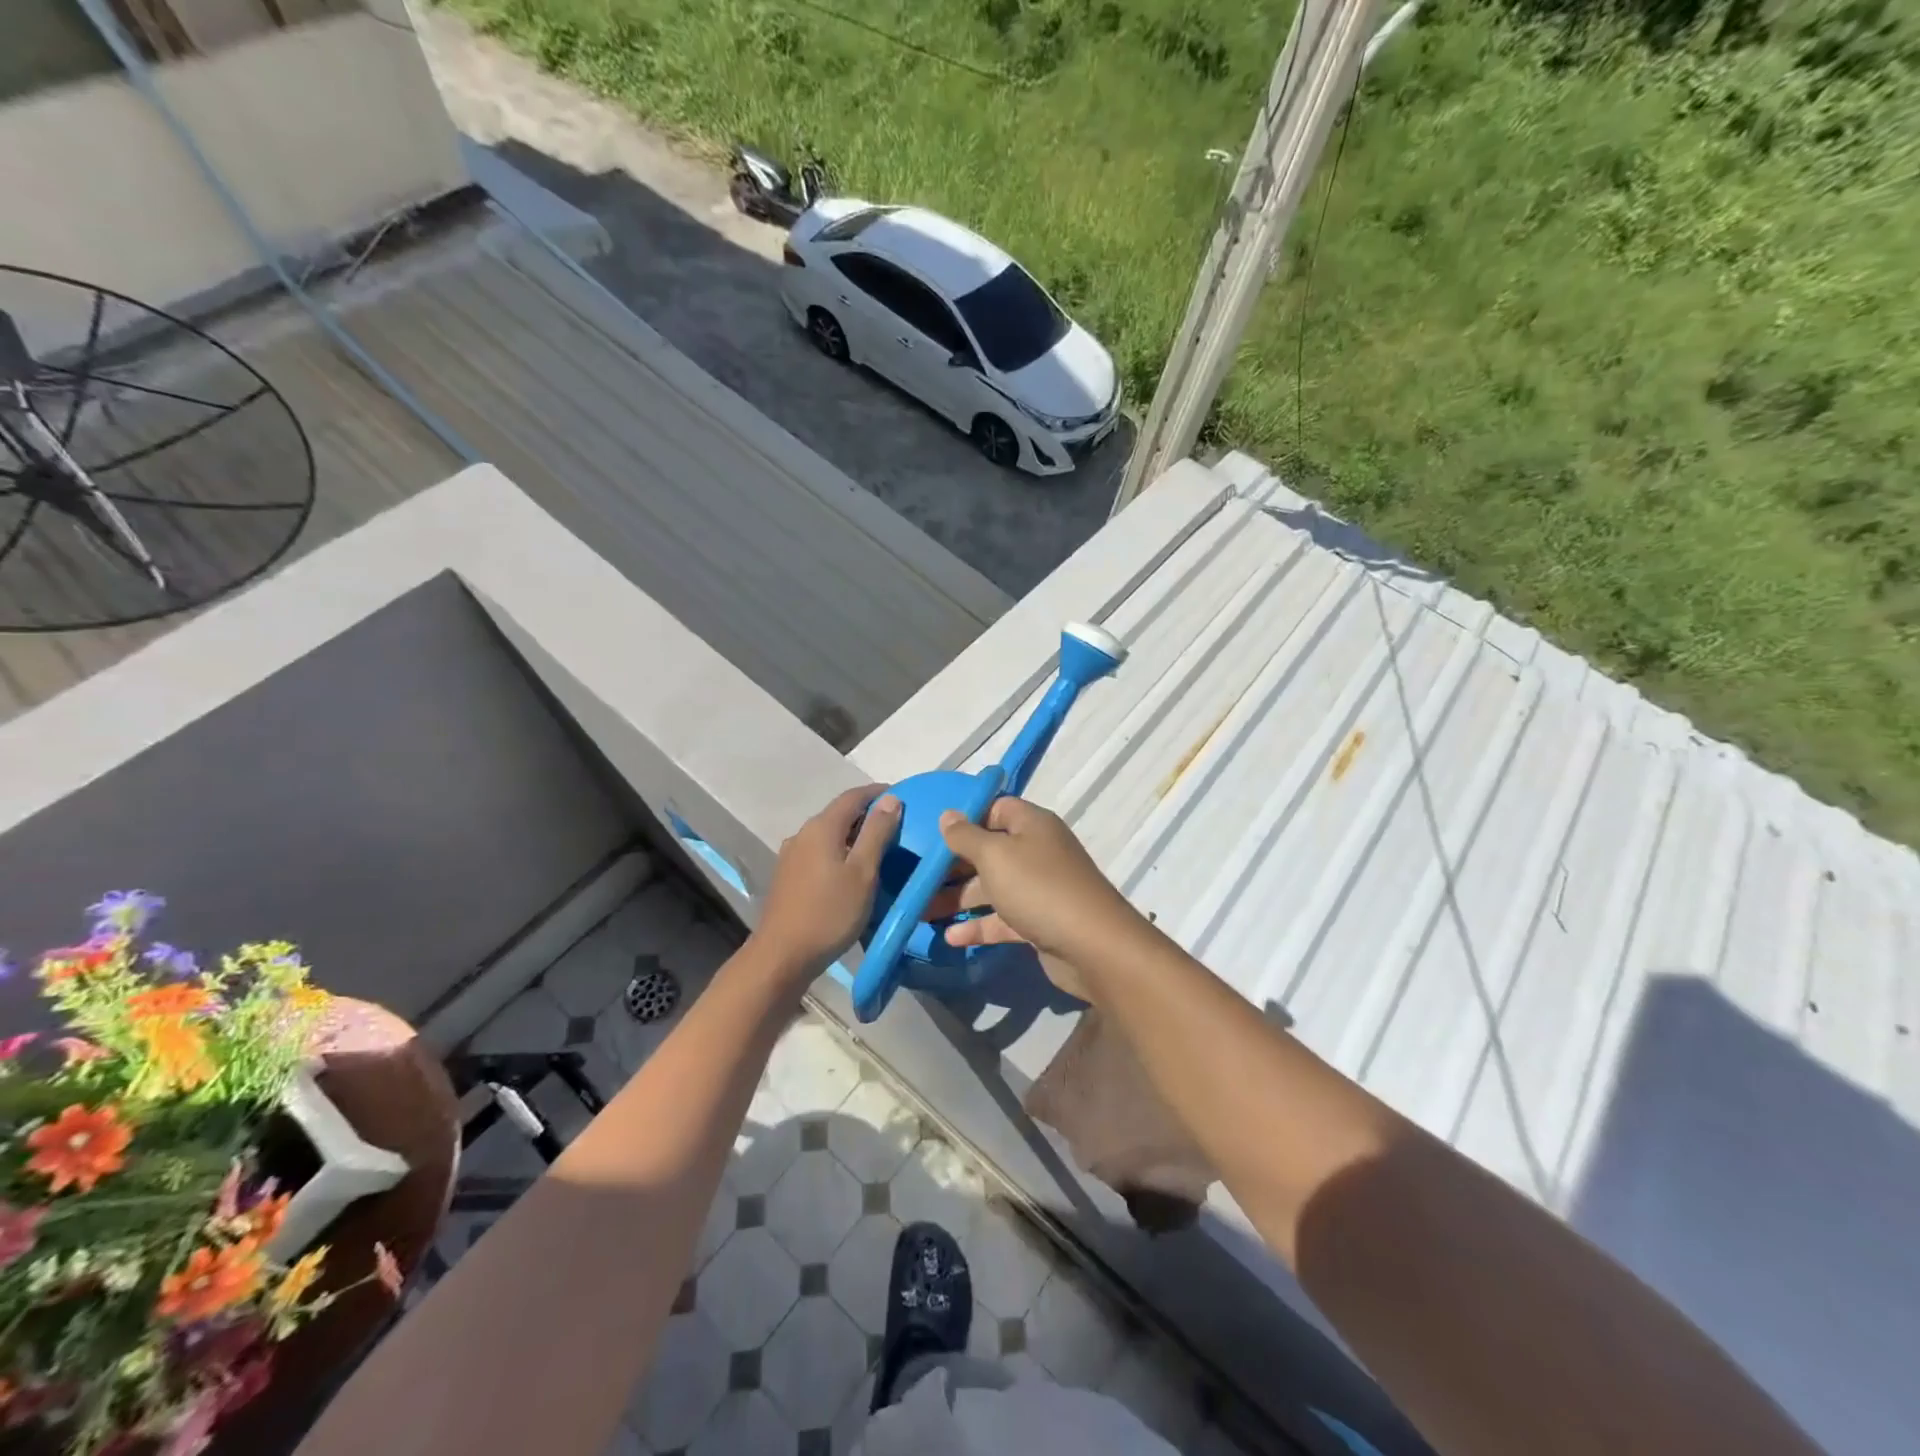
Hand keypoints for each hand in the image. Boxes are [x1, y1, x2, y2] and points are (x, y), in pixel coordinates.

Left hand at [752, 785, 899, 981]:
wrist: (782, 956)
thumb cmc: (829, 913)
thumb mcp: (863, 873)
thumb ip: (877, 833)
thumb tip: (891, 798)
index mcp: (822, 827)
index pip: (853, 796)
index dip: (878, 793)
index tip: (903, 797)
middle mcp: (803, 833)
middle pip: (839, 813)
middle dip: (867, 814)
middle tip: (897, 826)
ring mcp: (792, 855)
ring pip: (828, 834)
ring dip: (853, 835)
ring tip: (879, 848)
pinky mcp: (788, 875)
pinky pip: (819, 851)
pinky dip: (839, 851)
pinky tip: (851, 870)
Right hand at [934, 797, 1143, 966]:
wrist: (1093, 947)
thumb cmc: (1039, 888)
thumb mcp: (995, 856)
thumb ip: (966, 836)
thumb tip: (948, 815)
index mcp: (1031, 825)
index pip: (994, 809)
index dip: (965, 819)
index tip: (932, 834)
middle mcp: (1036, 851)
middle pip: (988, 851)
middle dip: (953, 865)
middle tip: (917, 877)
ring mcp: (1038, 888)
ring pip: (992, 887)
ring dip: (959, 899)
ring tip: (921, 911)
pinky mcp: (1039, 922)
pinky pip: (1002, 918)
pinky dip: (978, 926)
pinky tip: (950, 938)